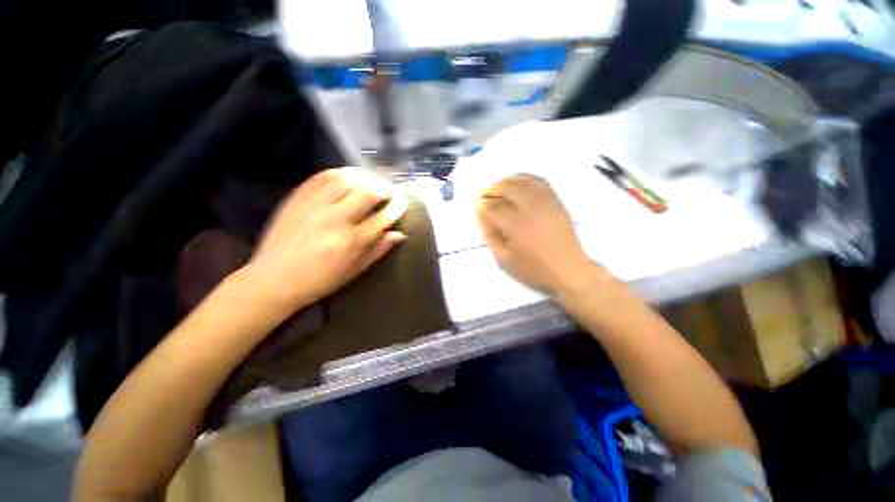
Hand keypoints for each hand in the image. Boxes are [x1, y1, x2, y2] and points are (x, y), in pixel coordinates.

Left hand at [244, 167, 408, 317]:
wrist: (274, 279)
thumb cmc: (320, 280)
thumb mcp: (355, 270)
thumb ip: (379, 250)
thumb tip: (399, 234)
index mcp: (352, 241)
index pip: (383, 217)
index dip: (397, 207)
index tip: (403, 202)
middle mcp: (336, 219)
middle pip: (368, 192)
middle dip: (385, 188)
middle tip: (389, 190)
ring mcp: (315, 205)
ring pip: (346, 179)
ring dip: (364, 177)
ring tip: (371, 181)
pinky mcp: (298, 198)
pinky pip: (322, 176)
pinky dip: (339, 172)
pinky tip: (348, 176)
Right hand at [475, 174, 600, 295]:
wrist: (569, 270)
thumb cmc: (533, 269)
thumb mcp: (504, 259)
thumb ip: (490, 235)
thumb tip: (481, 215)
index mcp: (517, 226)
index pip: (494, 208)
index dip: (482, 205)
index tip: (477, 205)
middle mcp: (532, 209)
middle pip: (508, 188)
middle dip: (493, 189)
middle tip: (485, 195)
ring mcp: (547, 203)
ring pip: (524, 181)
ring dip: (508, 181)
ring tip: (499, 188)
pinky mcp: (557, 202)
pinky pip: (540, 182)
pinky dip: (526, 179)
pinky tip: (518, 184)